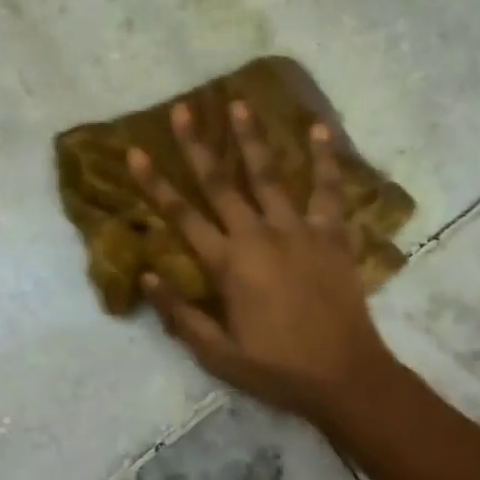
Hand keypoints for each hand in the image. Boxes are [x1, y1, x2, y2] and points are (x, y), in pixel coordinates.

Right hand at [128, 100, 399, 427]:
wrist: (343, 376)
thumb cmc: (276, 369)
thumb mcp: (217, 354)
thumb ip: (180, 313)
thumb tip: (147, 276)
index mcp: (228, 265)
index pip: (182, 216)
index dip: (155, 184)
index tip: (135, 151)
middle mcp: (259, 237)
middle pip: (221, 184)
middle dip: (197, 145)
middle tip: (183, 109)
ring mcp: (298, 231)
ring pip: (270, 176)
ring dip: (252, 138)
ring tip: (239, 103)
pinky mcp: (332, 235)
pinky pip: (328, 191)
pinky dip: (325, 160)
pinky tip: (319, 129)